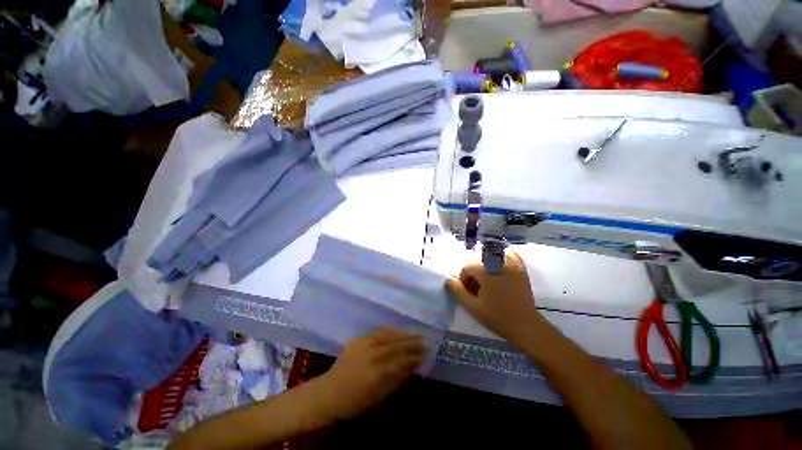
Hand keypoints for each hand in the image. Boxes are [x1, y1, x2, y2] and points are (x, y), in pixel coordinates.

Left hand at [318, 328, 423, 420]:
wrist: (329, 392)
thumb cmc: (354, 401)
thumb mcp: (377, 398)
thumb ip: (395, 381)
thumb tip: (411, 369)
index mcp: (377, 373)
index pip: (401, 361)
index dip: (414, 357)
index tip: (425, 354)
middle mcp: (372, 356)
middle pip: (396, 346)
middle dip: (412, 343)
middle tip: (424, 340)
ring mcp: (364, 345)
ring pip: (388, 336)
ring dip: (403, 334)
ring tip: (415, 333)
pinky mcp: (359, 339)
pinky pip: (377, 332)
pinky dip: (389, 330)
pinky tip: (397, 329)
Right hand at [445, 250, 541, 347]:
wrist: (525, 326)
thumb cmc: (497, 317)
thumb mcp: (472, 307)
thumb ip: (457, 291)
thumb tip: (448, 279)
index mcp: (485, 272)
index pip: (467, 268)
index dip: (464, 280)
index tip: (469, 293)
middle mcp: (498, 263)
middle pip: (478, 262)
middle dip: (474, 274)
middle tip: (478, 289)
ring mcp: (511, 264)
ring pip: (491, 257)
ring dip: (485, 266)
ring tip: (488, 281)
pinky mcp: (521, 268)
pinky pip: (510, 255)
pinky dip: (502, 256)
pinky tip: (499, 267)